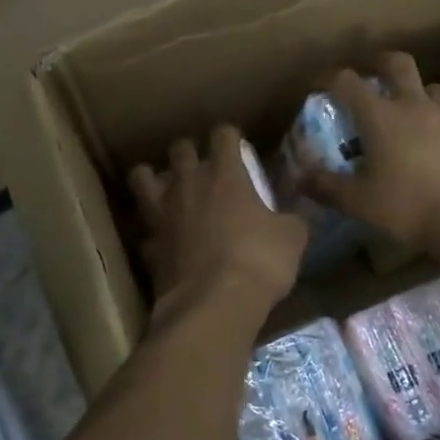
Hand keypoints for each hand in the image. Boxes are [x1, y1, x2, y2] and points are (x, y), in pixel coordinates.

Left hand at [129, 126, 306, 315]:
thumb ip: (292, 218)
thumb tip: (297, 214)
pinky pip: (144, 227)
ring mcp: (162, 212)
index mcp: (225, 174)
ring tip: (167, 189)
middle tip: (203, 168)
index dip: (231, 137)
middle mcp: (188, 184)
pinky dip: (152, 229)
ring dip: (153, 178)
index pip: (224, 135)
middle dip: (190, 153)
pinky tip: (163, 238)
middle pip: (180, 149)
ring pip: (142, 177)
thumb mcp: (292, 238)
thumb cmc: (259, 261)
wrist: (213, 305)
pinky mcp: (148, 244)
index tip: (239, 147)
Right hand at [299, 52, 439, 255]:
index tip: (320, 85)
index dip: (329, 78)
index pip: (347, 83)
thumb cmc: (407, 208)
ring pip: (430, 82)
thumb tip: (299, 177)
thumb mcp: (357, 201)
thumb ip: (325, 186)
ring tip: (410, 98)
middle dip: (379, 63)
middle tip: (370, 74)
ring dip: (417, 86)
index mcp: (379, 118)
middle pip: (396, 64)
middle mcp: (412, 104)